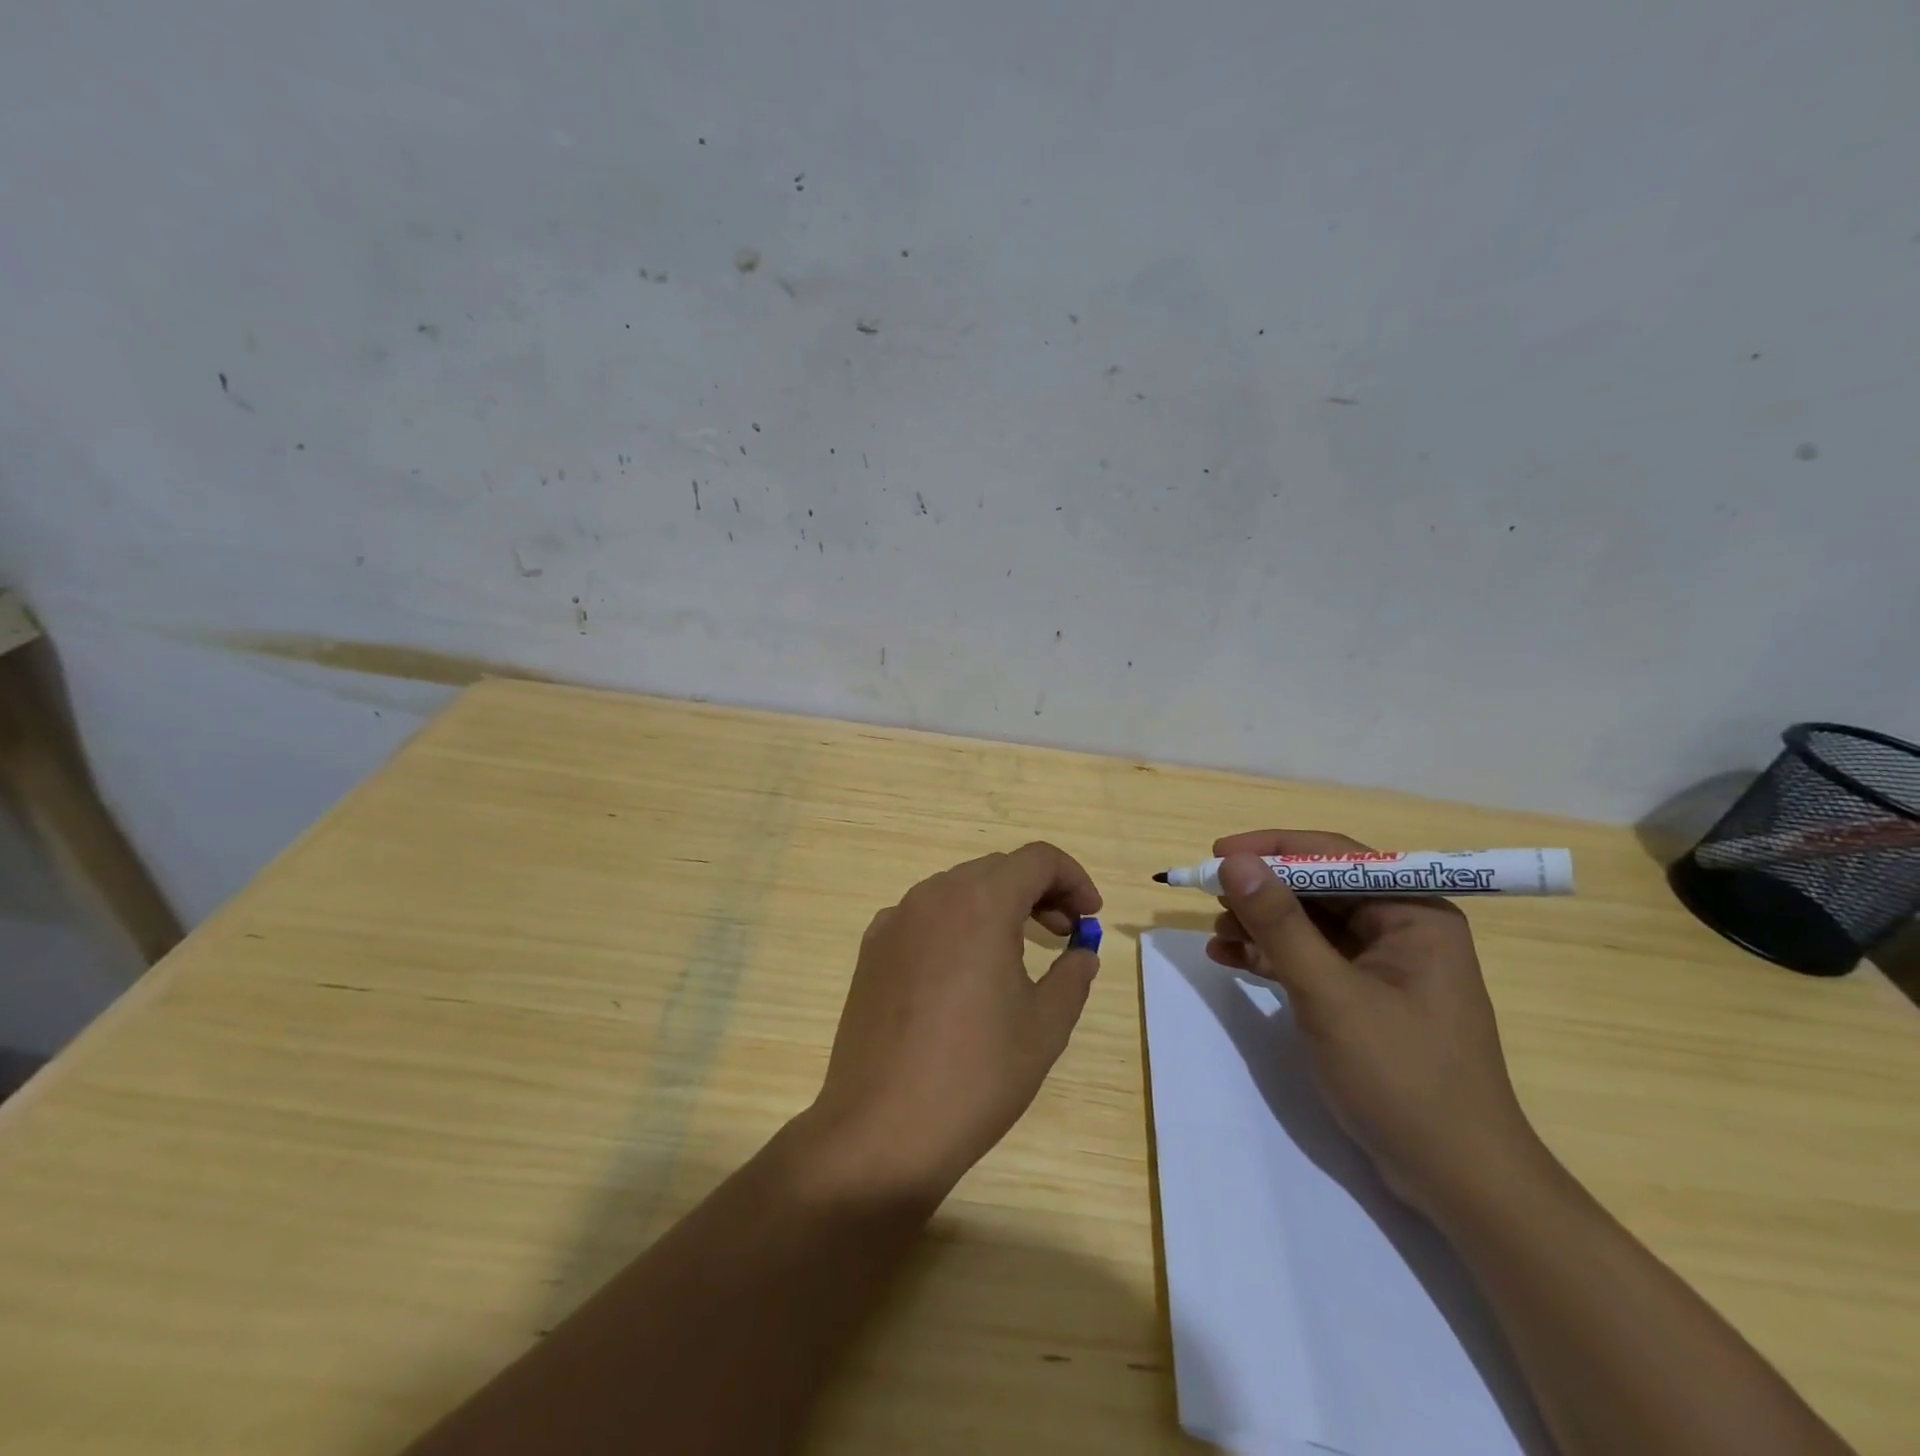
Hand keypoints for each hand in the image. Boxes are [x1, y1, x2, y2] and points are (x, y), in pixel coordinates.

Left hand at [798, 842, 1102, 1207]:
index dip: (1073, 879)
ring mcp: (895, 920)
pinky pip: (924, 917)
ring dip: (996, 906)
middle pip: (997, 870)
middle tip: (1064, 934)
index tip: (1090, 917)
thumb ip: (1072, 975)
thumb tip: (1081, 952)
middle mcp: (933, 896)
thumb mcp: (1045, 1025)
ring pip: (958, 890)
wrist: (883, 1128)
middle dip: (1038, 891)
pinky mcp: (871, 949)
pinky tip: (962, 973)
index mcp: (980, 902)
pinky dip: (956, 925)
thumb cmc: (977, 1074)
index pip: (1037, 859)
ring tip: (1017, 952)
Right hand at [1207, 830, 1545, 1220]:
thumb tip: (1235, 862)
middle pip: (1319, 888)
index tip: (1218, 854)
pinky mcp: (1366, 997)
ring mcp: (1384, 965)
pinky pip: (1311, 959)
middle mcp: (1402, 927)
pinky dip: (1272, 957)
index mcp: (1413, 912)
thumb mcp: (1329, 994)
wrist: (1456, 1179)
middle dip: (1263, 893)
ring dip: (1261, 925)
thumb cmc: (1402, 1076)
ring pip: (1310, 924)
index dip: (1272, 849)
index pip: (1335, 856)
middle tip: (1210, 899)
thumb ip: (1279, 924)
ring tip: (1217, 937)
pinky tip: (1231, 960)